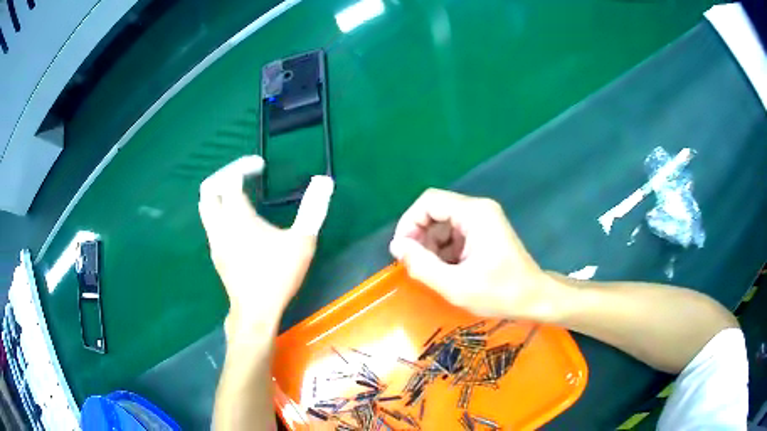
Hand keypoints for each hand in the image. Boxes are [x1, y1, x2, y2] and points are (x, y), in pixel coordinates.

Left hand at [198, 156, 333, 336]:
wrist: (255, 312)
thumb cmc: (277, 276)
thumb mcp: (301, 242)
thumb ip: (313, 209)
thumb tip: (324, 180)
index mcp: (237, 217)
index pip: (231, 178)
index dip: (244, 165)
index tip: (261, 165)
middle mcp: (220, 224)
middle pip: (209, 189)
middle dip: (224, 175)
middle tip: (243, 174)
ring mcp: (215, 241)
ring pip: (206, 207)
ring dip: (220, 193)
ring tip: (241, 193)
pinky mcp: (216, 254)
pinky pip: (211, 223)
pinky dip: (221, 211)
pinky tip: (239, 223)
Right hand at [389, 189, 559, 320]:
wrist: (535, 298)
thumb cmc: (500, 293)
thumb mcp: (455, 285)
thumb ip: (422, 265)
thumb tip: (396, 246)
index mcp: (474, 214)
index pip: (429, 202)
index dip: (409, 223)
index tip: (402, 251)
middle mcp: (479, 209)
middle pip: (436, 211)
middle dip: (420, 237)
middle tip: (415, 265)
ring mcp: (483, 220)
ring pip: (444, 224)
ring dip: (432, 246)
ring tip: (432, 271)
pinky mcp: (485, 232)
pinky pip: (455, 233)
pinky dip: (445, 250)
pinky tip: (447, 271)